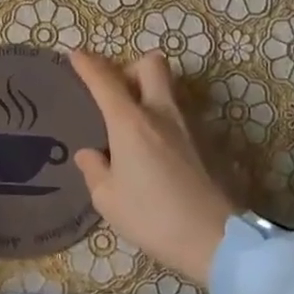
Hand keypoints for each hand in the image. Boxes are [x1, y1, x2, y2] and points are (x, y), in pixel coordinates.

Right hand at [69, 51, 237, 287]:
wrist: (217, 238)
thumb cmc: (153, 217)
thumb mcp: (109, 200)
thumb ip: (95, 170)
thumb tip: (91, 154)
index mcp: (131, 122)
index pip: (105, 80)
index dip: (88, 64)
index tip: (76, 55)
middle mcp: (162, 112)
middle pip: (151, 64)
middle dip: (131, 69)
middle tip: (119, 94)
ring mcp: (192, 124)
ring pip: (170, 88)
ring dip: (151, 94)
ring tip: (137, 126)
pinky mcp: (211, 141)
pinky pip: (183, 115)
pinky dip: (167, 121)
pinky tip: (161, 151)